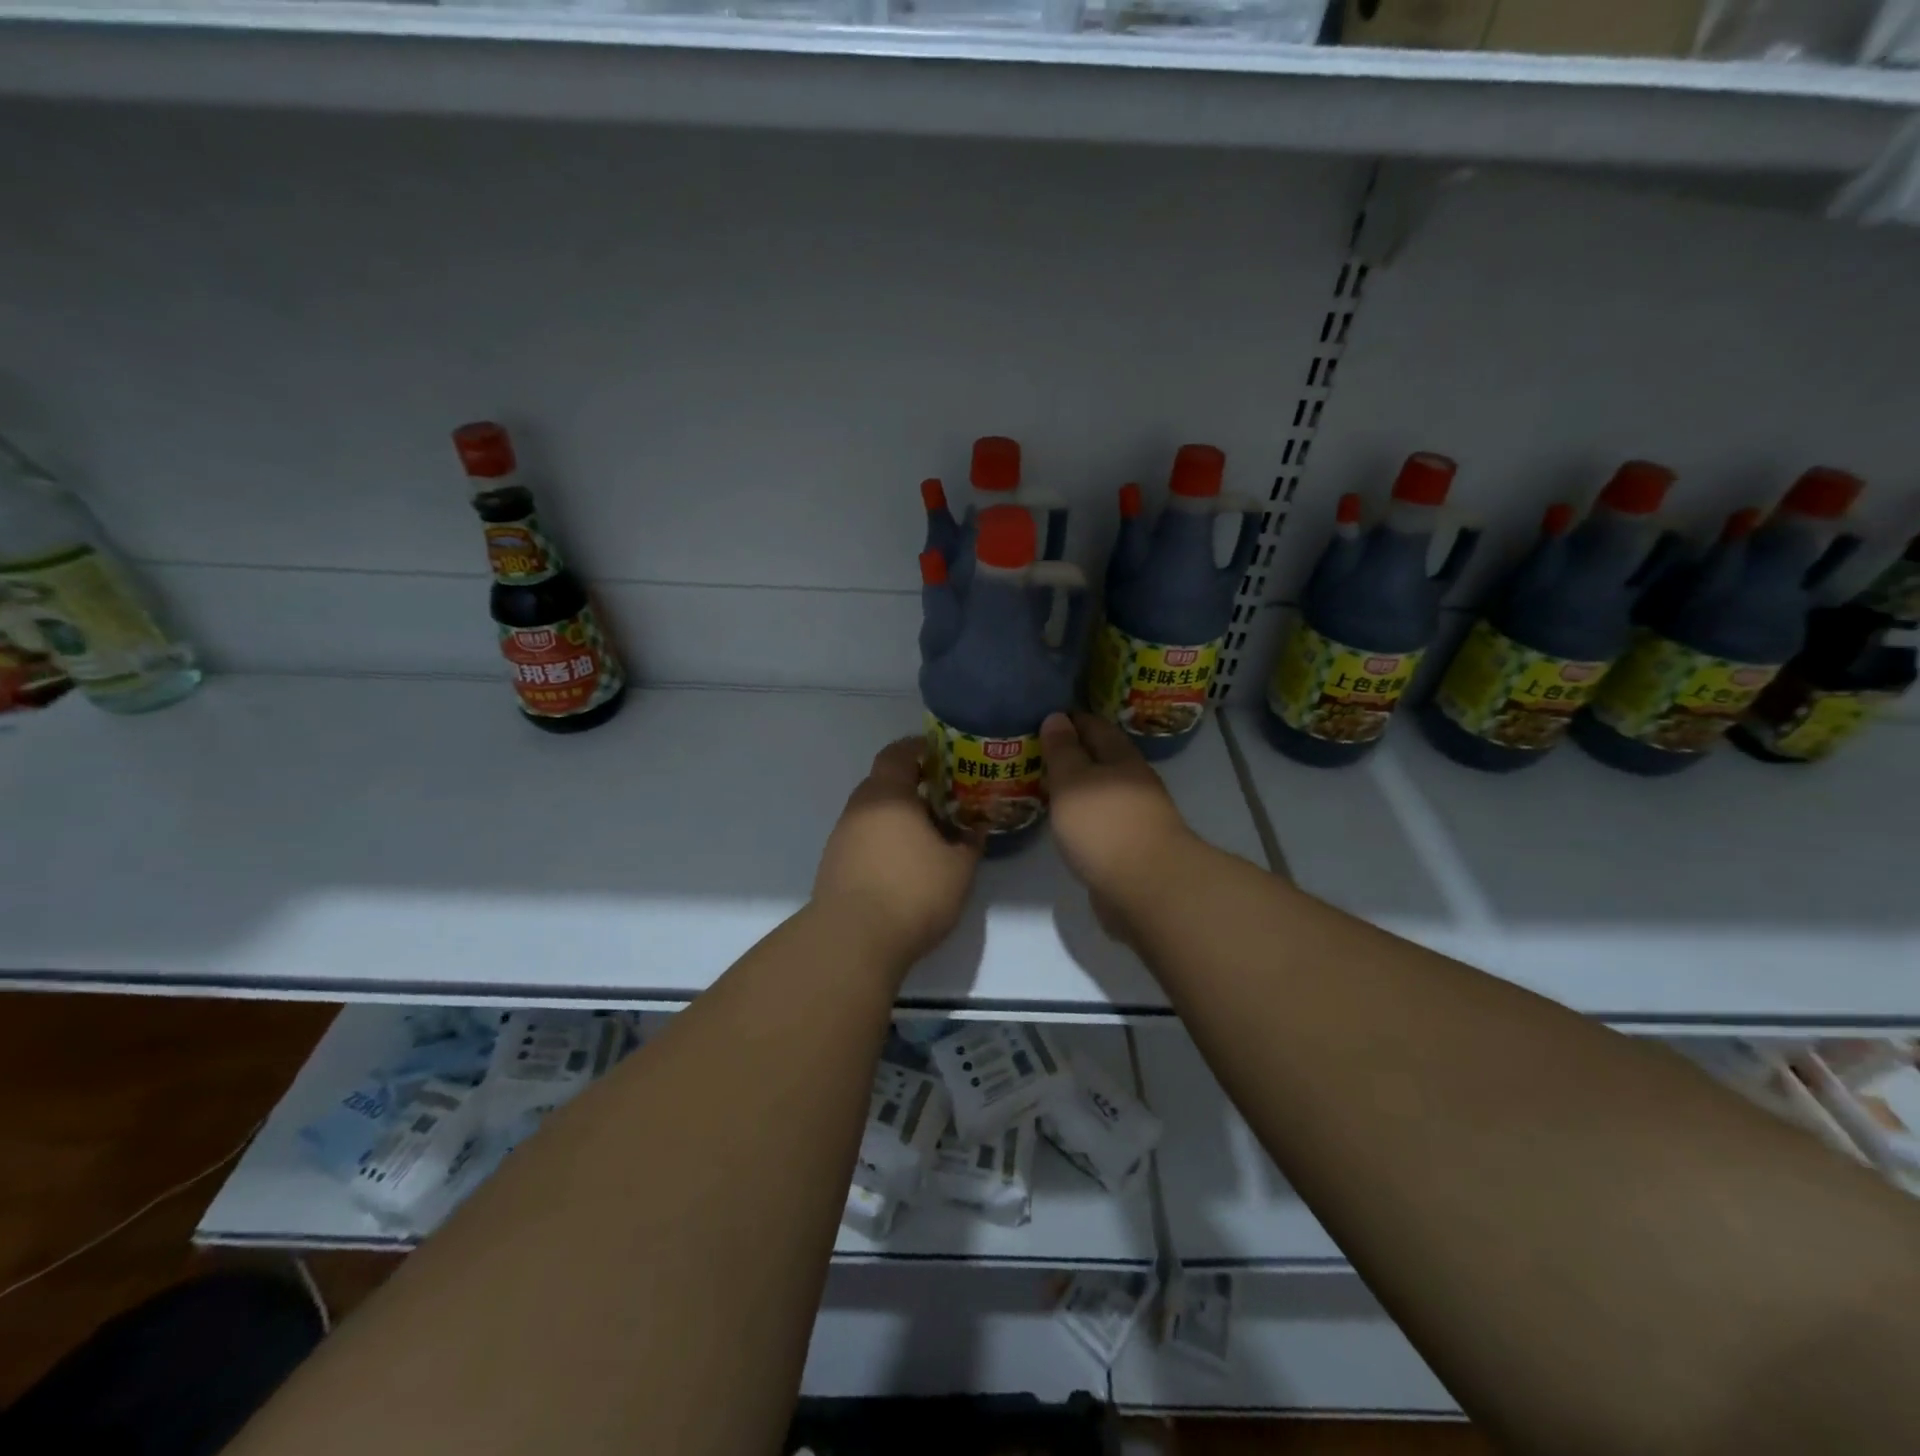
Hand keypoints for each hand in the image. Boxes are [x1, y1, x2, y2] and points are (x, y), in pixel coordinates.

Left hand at [812, 736, 982, 966]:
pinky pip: (863, 838)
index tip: (942, 755)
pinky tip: (904, 863)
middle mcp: (859, 808)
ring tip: (927, 834)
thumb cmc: (912, 892)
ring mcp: (842, 836)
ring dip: (898, 816)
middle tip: (943, 798)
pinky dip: (884, 840)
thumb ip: (970, 842)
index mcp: (888, 795)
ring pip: (873, 812)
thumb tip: (977, 828)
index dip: (920, 749)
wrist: (853, 940)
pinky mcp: (834, 864)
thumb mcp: (958, 869)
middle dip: (913, 785)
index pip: (898, 753)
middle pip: (884, 782)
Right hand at [1040, 712, 1197, 941]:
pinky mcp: (1131, 849)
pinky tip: (1066, 824)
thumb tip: (1057, 717)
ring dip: (1078, 789)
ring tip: (1046, 787)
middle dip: (1074, 754)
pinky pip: (1102, 823)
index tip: (1045, 718)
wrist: (1147, 889)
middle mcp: (1133, 783)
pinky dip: (1083, 818)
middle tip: (1039, 753)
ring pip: (1102, 793)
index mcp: (1122, 759)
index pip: (1095, 727)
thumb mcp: (1073, 780)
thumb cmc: (1105, 825)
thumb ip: (1063, 750)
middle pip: (1102, 760)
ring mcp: (1136, 818)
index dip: (1071, 720)